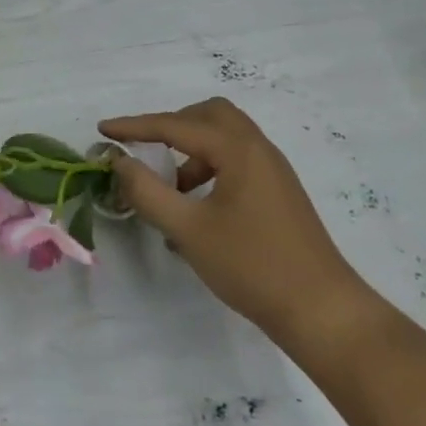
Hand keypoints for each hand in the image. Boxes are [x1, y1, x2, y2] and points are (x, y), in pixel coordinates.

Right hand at [99, 98, 379, 359]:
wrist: (322, 311)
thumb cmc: (252, 266)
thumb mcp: (188, 230)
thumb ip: (147, 191)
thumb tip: (119, 161)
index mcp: (238, 150)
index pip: (175, 125)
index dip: (135, 126)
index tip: (103, 129)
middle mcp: (258, 149)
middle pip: (209, 115)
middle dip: (171, 126)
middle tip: (145, 149)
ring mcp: (273, 170)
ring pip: (225, 137)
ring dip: (191, 150)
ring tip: (171, 190)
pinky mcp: (279, 192)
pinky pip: (237, 160)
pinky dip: (210, 168)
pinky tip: (197, 209)